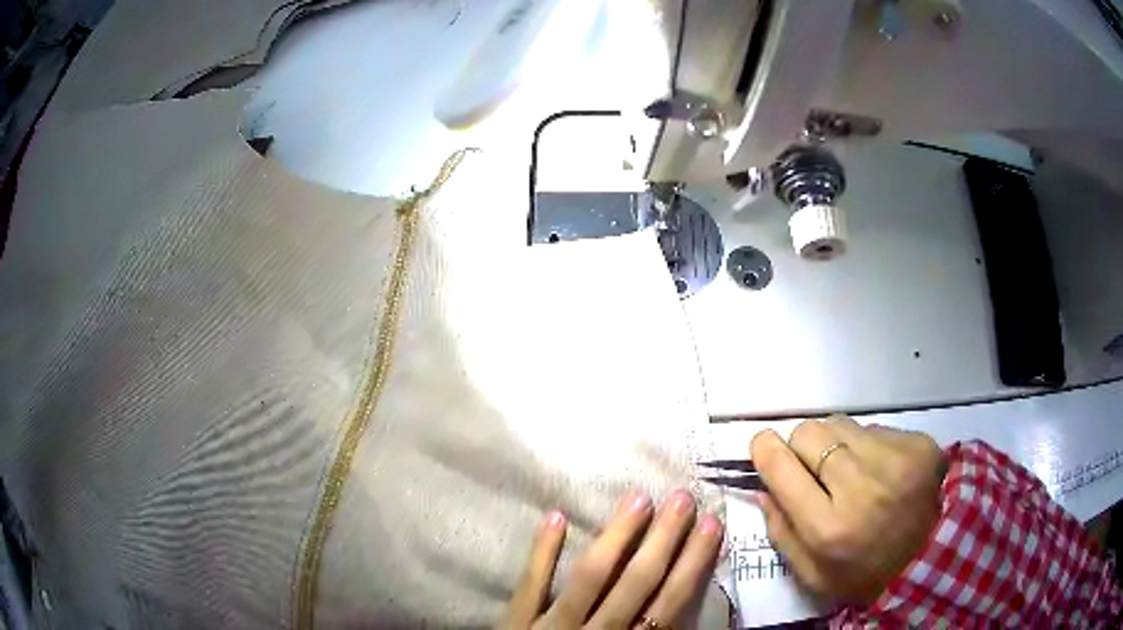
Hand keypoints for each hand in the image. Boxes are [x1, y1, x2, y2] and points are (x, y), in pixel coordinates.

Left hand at [501, 492, 723, 628]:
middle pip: (635, 584)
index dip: (692, 565)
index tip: (711, 526)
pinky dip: (541, 553)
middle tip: (682, 498)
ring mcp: (549, 627)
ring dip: (616, 538)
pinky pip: (528, 586)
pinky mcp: (514, 623)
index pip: (668, 604)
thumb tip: (685, 619)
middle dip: (663, 541)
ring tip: (638, 499)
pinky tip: (555, 517)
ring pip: (589, 579)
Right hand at [750, 416, 947, 604]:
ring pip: (842, 423)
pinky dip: (870, 446)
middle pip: (810, 432)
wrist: (927, 561)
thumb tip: (761, 484)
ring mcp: (897, 461)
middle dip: (803, 447)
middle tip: (815, 469)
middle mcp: (862, 488)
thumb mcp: (809, 573)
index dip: (765, 449)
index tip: (764, 446)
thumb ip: (780, 530)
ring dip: (838, 445)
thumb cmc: (860, 574)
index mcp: (828, 529)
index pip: (782, 466)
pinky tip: (881, 472)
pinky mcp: (920, 445)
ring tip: (853, 472)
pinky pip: (875, 428)